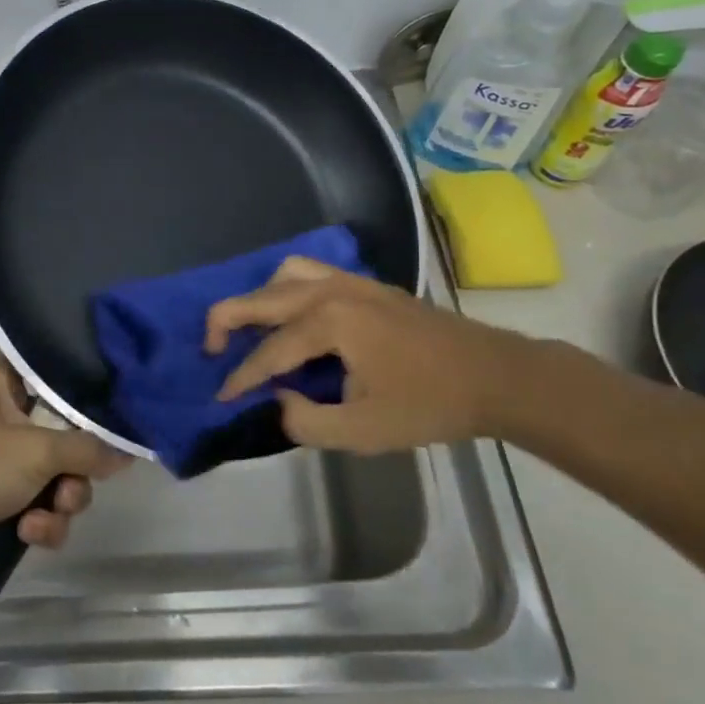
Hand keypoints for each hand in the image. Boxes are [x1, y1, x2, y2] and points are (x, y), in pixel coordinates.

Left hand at [0, 358, 131, 550]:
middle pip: (65, 432)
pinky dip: (40, 523)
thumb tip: (128, 452)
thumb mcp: (35, 452)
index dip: (84, 382)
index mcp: (2, 382)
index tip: (114, 402)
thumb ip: (88, 449)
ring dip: (61, 503)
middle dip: (75, 471)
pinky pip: (38, 505)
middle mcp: (3, 414)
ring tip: (43, 519)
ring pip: (56, 476)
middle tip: (69, 489)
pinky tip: (27, 535)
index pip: (52, 365)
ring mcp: (0, 460)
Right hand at [204, 256, 532, 451]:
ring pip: (287, 275)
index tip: (219, 397)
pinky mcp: (368, 286)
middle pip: (263, 297)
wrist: (495, 376)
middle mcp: (332, 291)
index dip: (241, 377)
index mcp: (330, 323)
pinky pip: (312, 274)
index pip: (269, 351)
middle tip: (209, 349)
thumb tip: (277, 404)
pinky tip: (293, 316)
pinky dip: (287, 288)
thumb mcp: (363, 430)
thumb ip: (307, 422)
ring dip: (259, 297)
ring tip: (251, 328)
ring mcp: (352, 282)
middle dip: (228, 321)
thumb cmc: (429, 404)